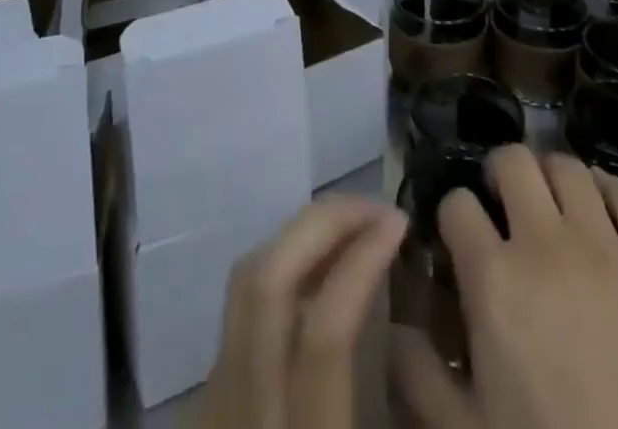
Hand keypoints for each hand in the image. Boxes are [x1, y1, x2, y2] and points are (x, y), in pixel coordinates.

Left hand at [198, 197, 407, 428]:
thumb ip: (397, 396)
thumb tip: (414, 322)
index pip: (324, 329)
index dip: (362, 261)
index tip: (399, 221)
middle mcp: (241, 409)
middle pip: (267, 281)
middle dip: (324, 223)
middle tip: (378, 209)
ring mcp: (212, 396)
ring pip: (246, 280)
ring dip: (302, 237)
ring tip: (354, 227)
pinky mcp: (203, 392)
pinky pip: (240, 304)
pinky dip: (283, 267)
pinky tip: (318, 271)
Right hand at [393, 146, 617, 428]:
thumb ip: (419, 374)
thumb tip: (395, 326)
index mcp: (494, 281)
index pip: (458, 205)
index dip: (453, 216)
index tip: (459, 238)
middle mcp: (546, 245)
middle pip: (513, 162)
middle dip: (499, 175)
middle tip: (502, 205)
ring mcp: (608, 250)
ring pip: (568, 167)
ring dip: (550, 177)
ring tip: (550, 204)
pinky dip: (608, 189)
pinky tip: (599, 205)